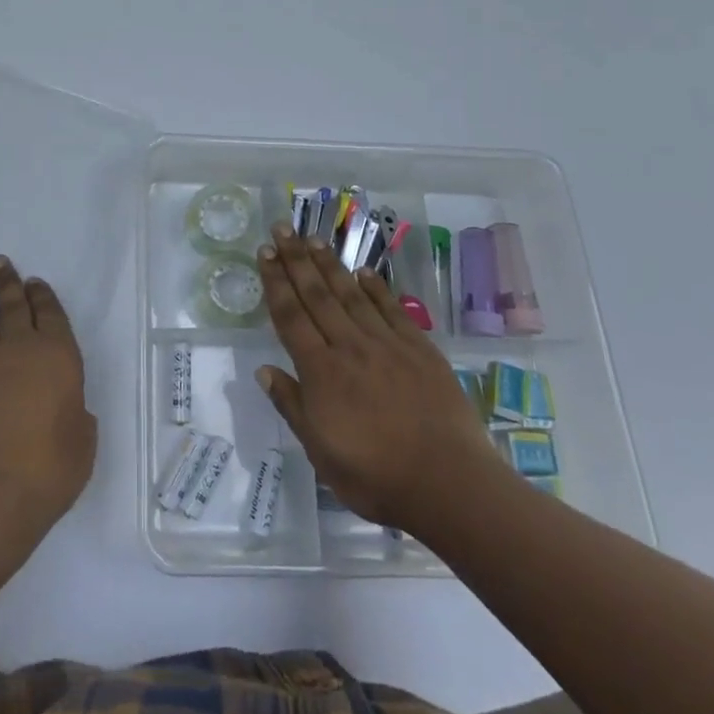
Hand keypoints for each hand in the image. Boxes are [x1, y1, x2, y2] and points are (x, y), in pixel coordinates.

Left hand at [0, 256, 96, 565]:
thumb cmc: (48, 472)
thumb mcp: (81, 441)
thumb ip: (73, 412)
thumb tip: (63, 405)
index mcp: (56, 356)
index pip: (49, 312)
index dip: (41, 295)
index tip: (33, 281)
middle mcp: (17, 349)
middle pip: (11, 304)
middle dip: (6, 281)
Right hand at [255, 224, 506, 540]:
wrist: (450, 485)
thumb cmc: (376, 476)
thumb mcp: (320, 451)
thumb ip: (292, 406)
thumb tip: (263, 370)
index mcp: (321, 371)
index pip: (290, 316)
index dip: (275, 282)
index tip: (264, 253)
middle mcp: (350, 347)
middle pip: (317, 295)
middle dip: (296, 259)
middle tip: (282, 228)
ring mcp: (387, 345)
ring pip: (351, 294)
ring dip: (329, 264)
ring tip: (313, 238)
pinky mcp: (420, 350)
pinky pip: (392, 310)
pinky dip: (375, 288)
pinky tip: (363, 272)